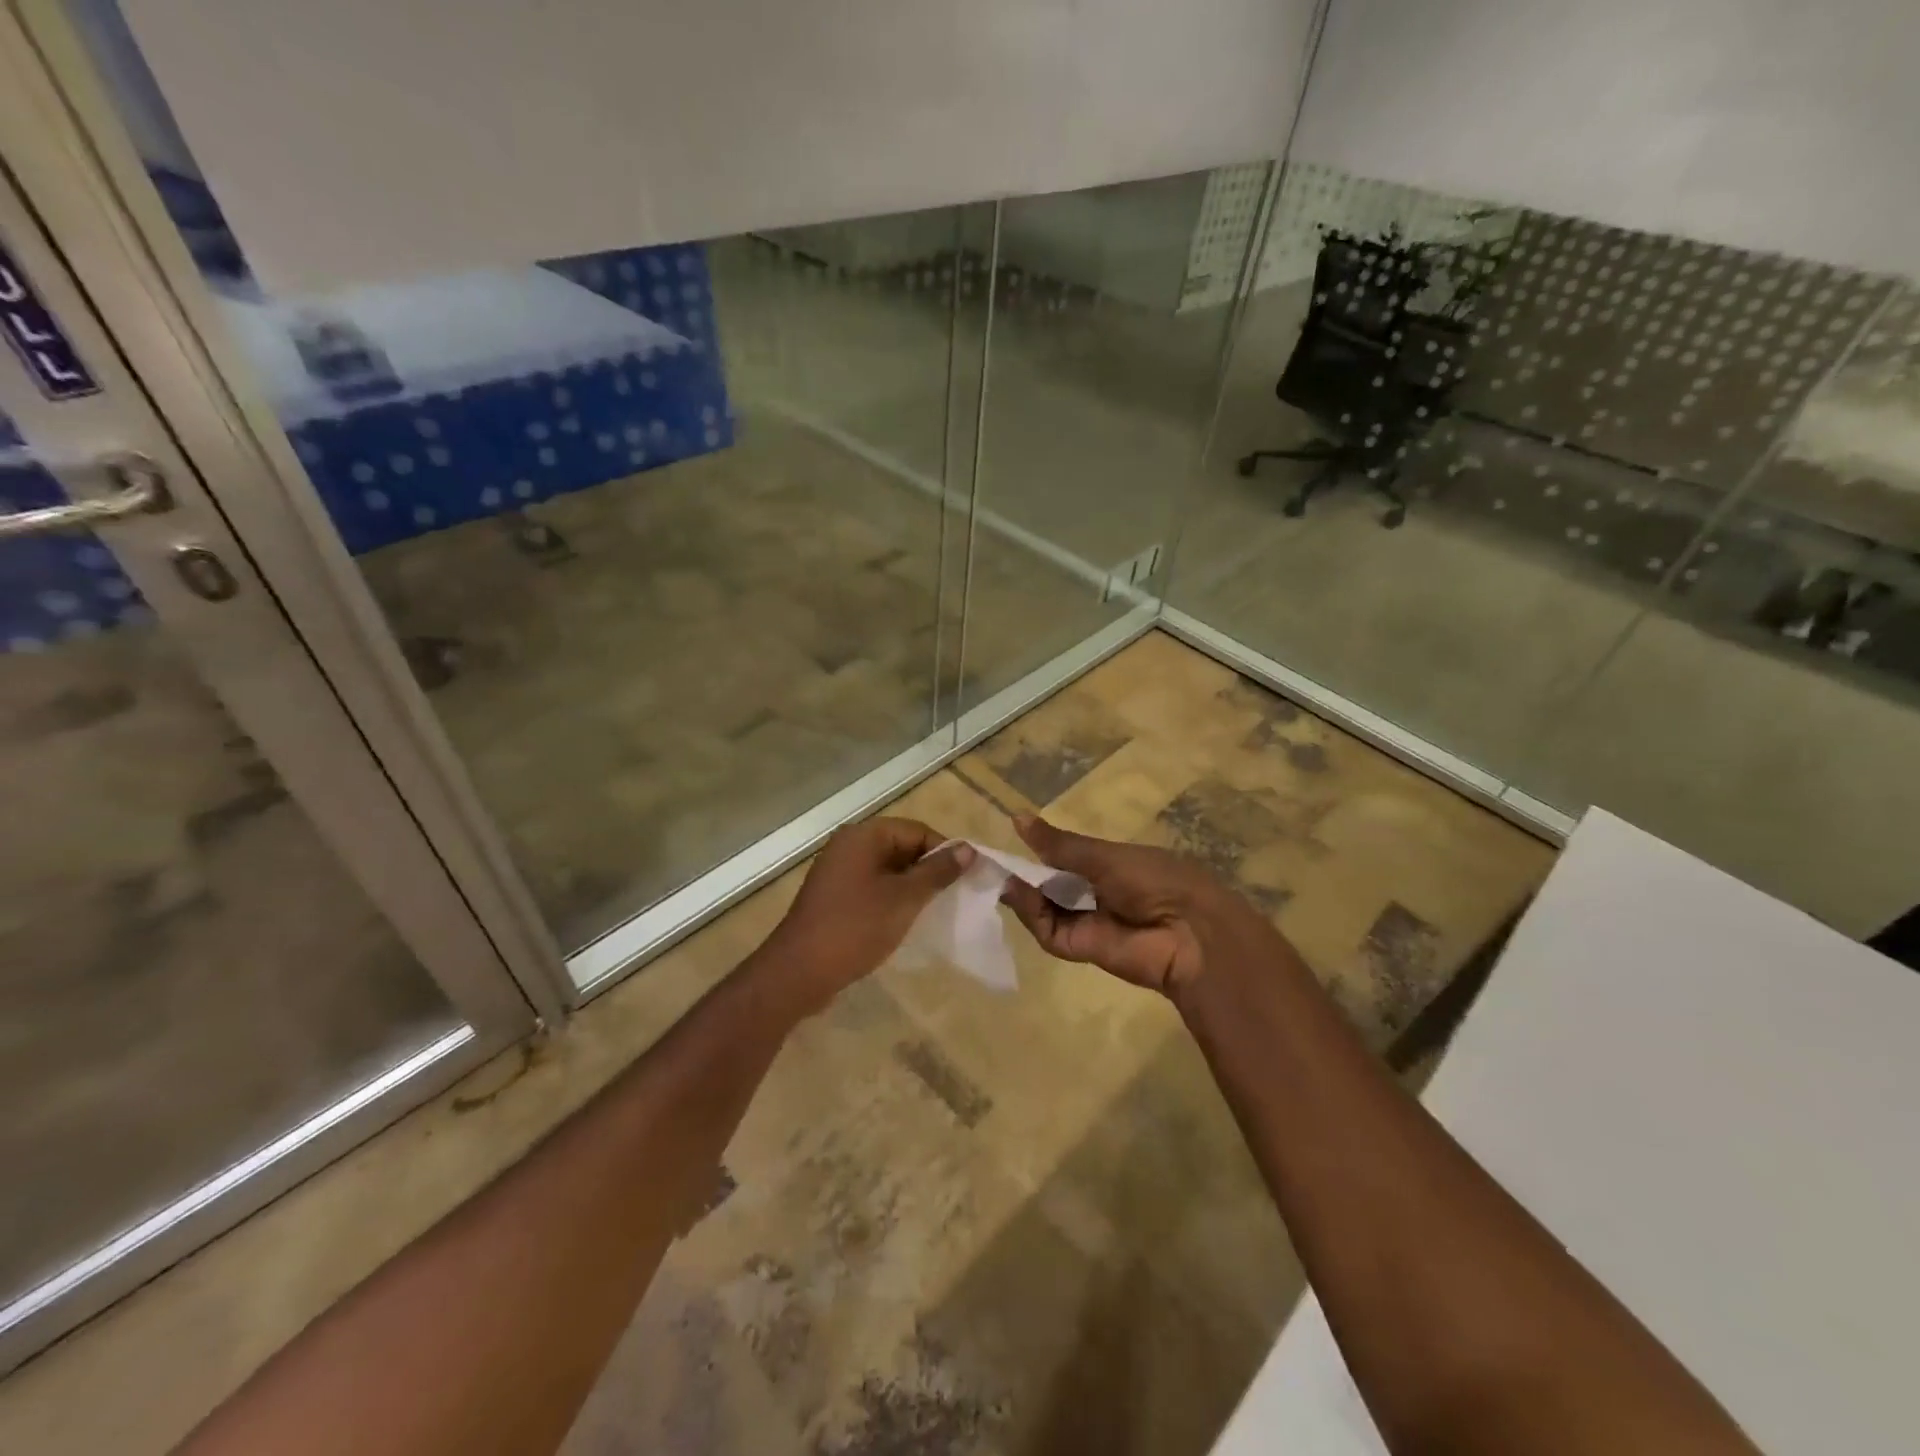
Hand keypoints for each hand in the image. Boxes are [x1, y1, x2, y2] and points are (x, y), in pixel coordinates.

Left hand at [760, 816, 971, 1015]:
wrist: (799, 971)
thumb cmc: (856, 928)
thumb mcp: (904, 899)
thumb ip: (937, 872)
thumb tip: (967, 849)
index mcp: (864, 836)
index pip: (917, 831)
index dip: (945, 852)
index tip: (967, 879)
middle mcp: (849, 845)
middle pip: (902, 847)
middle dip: (929, 870)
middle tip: (954, 896)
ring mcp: (838, 871)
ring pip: (888, 869)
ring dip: (912, 886)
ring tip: (934, 910)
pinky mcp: (834, 896)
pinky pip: (872, 886)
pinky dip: (892, 898)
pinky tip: (906, 920)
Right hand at [998, 814, 1274, 1000]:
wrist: (1188, 933)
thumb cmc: (1154, 879)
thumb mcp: (1103, 855)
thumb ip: (1058, 844)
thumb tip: (1016, 817)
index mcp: (1109, 867)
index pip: (1064, 859)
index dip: (1038, 851)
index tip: (1008, 838)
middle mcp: (1095, 894)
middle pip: (1049, 885)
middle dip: (1023, 873)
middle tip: (990, 859)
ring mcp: (1086, 922)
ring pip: (1043, 907)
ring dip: (1022, 891)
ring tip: (1000, 872)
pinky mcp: (1077, 948)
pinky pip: (1047, 929)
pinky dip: (1030, 911)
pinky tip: (1015, 891)